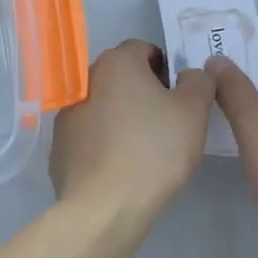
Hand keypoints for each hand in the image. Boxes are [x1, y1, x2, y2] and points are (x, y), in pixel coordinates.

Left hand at [49, 40, 214, 224]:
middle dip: (142, 92)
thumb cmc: (154, 151)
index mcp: (116, 63)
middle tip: (165, 123)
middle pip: (121, 76)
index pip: (144, 49)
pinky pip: (88, 134)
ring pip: (103, 105)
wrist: (105, 207)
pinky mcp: (59, 145)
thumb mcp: (193, 112)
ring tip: (141, 150)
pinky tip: (118, 168)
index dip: (165, 69)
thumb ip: (198, 82)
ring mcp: (67, 113)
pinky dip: (102, 142)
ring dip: (120, 116)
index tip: (179, 97)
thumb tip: (189, 75)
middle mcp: (85, 79)